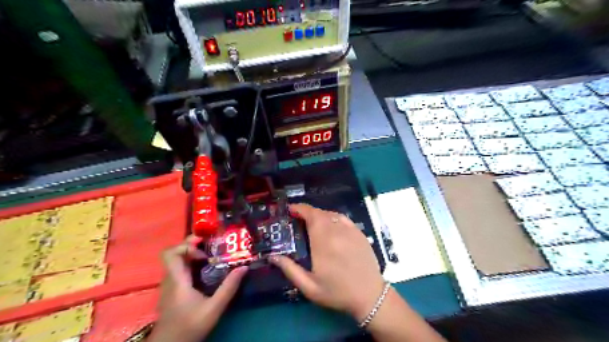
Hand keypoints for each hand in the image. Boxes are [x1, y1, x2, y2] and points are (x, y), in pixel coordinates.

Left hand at [149, 235, 247, 340]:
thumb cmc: (189, 327)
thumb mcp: (214, 308)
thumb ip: (229, 288)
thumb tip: (243, 267)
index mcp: (177, 280)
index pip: (170, 254)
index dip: (185, 245)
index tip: (203, 247)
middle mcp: (170, 279)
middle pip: (175, 254)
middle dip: (193, 246)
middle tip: (211, 246)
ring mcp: (169, 285)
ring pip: (178, 261)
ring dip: (193, 255)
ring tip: (212, 256)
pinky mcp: (172, 291)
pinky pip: (180, 270)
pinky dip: (191, 264)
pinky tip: (206, 271)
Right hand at [272, 203, 384, 322]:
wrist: (369, 296)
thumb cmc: (337, 292)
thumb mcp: (309, 287)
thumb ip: (290, 269)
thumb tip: (273, 256)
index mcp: (323, 242)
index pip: (311, 215)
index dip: (299, 209)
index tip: (290, 210)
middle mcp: (337, 231)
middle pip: (320, 213)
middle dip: (307, 212)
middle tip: (297, 219)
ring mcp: (350, 230)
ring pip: (331, 214)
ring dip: (319, 215)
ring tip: (311, 223)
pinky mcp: (359, 233)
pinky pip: (342, 218)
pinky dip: (332, 217)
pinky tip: (329, 225)